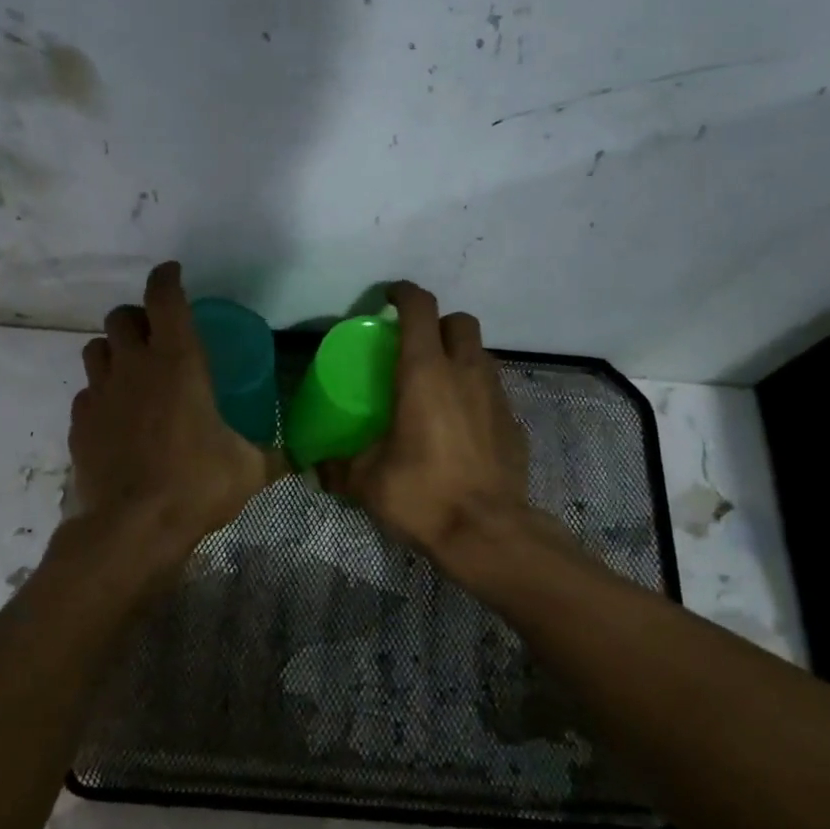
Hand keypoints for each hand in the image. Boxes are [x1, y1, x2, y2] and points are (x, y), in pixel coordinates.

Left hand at [66, 262, 281, 566]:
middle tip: (155, 334)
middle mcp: (133, 366)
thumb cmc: (197, 484)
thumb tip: (297, 459)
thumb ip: (271, 456)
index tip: (173, 274)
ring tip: (132, 373)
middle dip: (137, 317)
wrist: (133, 527)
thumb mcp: (248, 469)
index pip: (164, 297)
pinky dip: (100, 395)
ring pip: (96, 349)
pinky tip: (116, 418)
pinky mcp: (79, 423)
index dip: (167, 278)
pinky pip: (86, 393)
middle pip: (121, 316)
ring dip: (114, 351)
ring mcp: (100, 393)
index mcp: (178, 361)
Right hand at [320, 282, 537, 561]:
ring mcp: (496, 396)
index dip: (403, 294)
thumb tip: (315, 466)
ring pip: (480, 355)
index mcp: (425, 373)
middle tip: (415, 348)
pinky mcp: (514, 423)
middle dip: (438, 324)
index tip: (388, 298)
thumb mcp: (367, 481)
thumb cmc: (423, 495)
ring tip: (438, 387)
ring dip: (459, 357)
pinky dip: (476, 395)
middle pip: (459, 322)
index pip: (420, 308)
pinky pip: (493, 392)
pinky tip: (461, 427)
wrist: (489, 534)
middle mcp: (466, 373)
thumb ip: (338, 466)